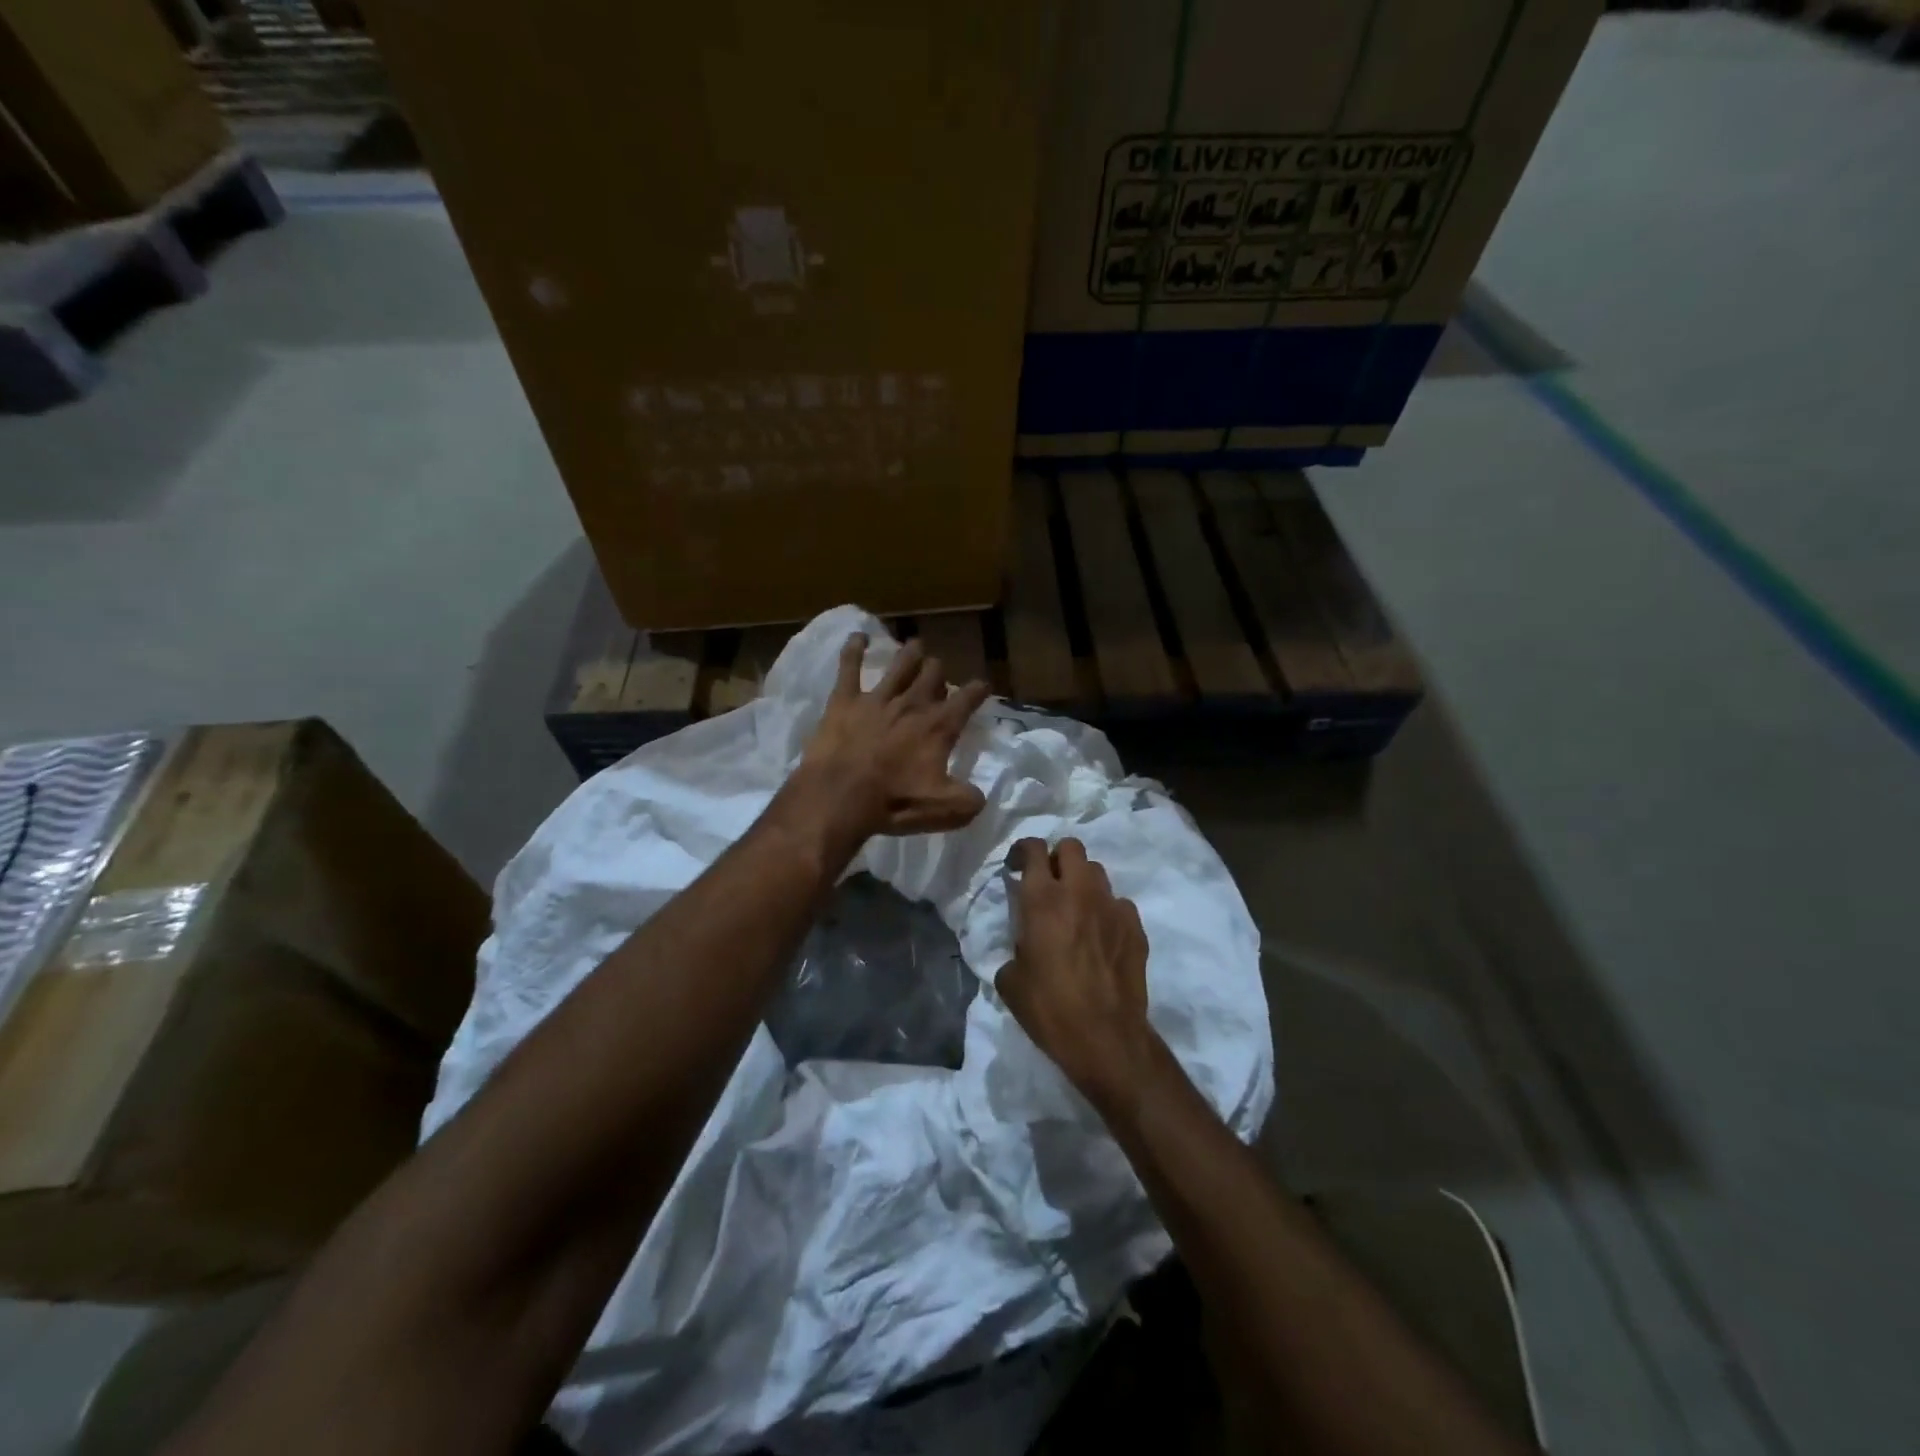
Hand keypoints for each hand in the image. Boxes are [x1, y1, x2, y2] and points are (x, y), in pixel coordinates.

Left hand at [798, 633, 990, 838]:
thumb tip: (979, 795)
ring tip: (915, 646)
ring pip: (900, 665)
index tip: (982, 686)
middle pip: (932, 674)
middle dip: (939, 671)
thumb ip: (969, 800)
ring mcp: (878, 698)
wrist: (840, 796)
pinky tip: (858, 636)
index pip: (967, 699)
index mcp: (939, 727)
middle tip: (938, 674)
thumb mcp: (945, 810)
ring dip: (911, 654)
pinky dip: (854, 648)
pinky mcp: (845, 699)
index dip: (978, 690)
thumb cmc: (894, 802)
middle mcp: (912, 704)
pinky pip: (849, 666)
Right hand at [995, 837, 1163, 1116]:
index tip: (1016, 866)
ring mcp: (1112, 906)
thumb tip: (1023, 947)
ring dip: (1082, 882)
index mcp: (1042, 899)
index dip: (1022, 850)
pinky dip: (1106, 910)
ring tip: (1075, 909)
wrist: (1105, 1038)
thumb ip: (1014, 949)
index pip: (1033, 848)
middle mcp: (1079, 892)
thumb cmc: (1049, 1008)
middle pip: (1071, 847)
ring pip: (1096, 872)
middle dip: (1057, 857)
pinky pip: (1118, 903)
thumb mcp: (1010, 980)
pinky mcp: (1135, 926)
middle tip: (1048, 882)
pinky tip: (1101, 935)